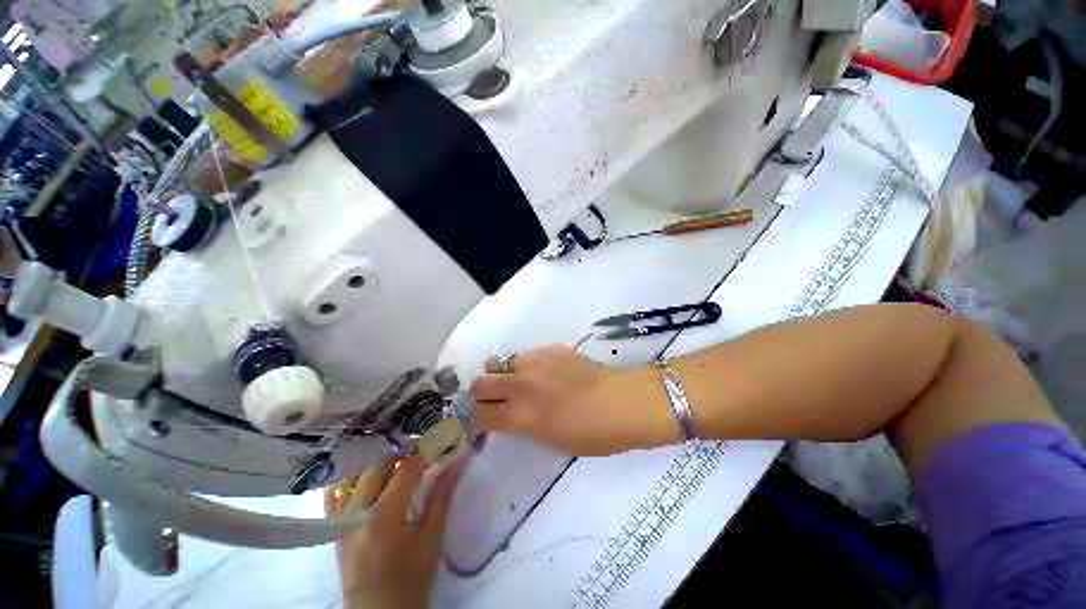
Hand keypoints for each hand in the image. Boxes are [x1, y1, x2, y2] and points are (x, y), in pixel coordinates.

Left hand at [325, 455, 466, 608]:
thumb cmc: (411, 577)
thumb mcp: (431, 537)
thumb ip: (442, 495)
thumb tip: (458, 462)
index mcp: (384, 515)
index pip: (406, 468)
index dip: (425, 454)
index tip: (439, 447)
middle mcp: (357, 511)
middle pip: (378, 466)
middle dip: (402, 457)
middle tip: (421, 462)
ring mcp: (340, 520)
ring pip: (356, 475)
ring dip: (379, 467)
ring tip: (397, 471)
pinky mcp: (333, 528)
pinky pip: (335, 495)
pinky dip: (351, 481)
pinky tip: (365, 480)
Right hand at [469, 347, 679, 455]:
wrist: (621, 401)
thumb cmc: (593, 434)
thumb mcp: (552, 441)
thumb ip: (525, 425)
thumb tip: (511, 415)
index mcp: (521, 416)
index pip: (480, 415)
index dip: (477, 419)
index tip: (483, 420)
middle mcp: (521, 386)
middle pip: (480, 384)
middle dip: (481, 393)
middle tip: (492, 399)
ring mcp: (534, 363)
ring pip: (499, 363)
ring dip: (500, 375)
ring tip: (514, 381)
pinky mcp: (549, 349)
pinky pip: (524, 355)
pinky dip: (523, 365)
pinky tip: (539, 372)